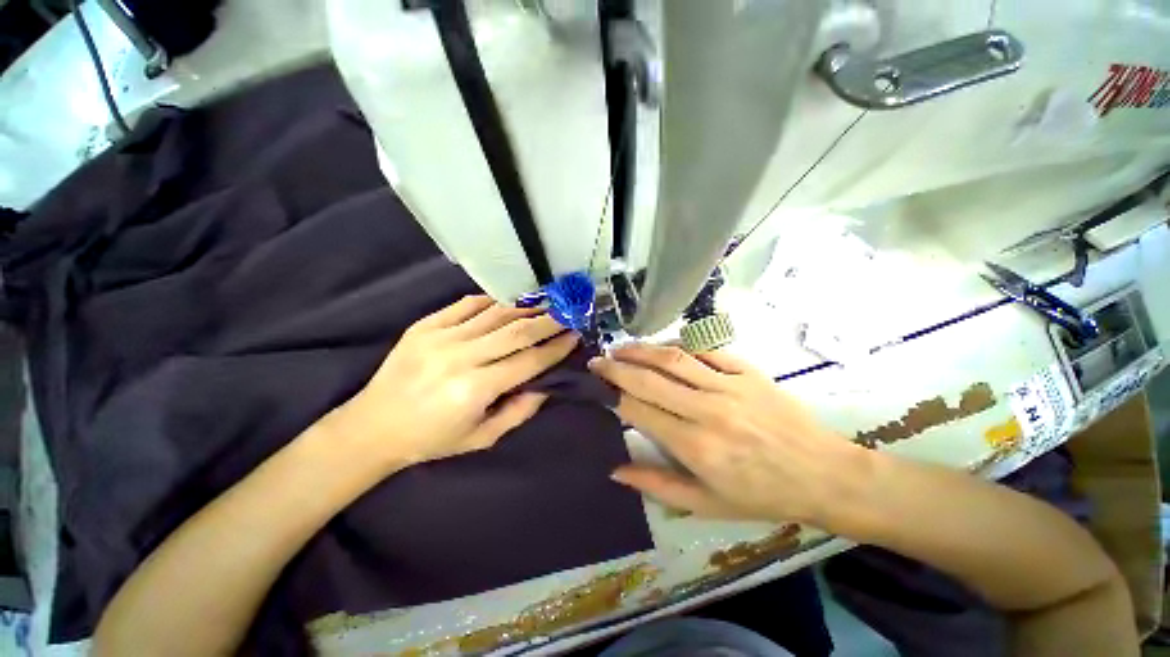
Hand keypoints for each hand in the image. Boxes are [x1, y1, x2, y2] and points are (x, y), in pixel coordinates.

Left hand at [334, 295, 577, 468]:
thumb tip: (546, 384)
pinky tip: (509, 301)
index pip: (529, 361)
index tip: (575, 335)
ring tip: (547, 302)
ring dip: (526, 307)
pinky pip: (466, 304)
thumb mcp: (482, 438)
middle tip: (569, 311)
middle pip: (516, 331)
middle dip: (549, 320)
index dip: (556, 347)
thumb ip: (520, 411)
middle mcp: (461, 357)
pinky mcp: (424, 325)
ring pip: (495, 313)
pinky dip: (492, 300)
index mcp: (475, 388)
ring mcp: (440, 336)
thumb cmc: (432, 438)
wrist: (372, 427)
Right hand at [588, 344, 868, 524]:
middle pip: (650, 378)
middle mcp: (707, 409)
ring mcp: (729, 385)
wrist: (822, 474)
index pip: (639, 410)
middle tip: (598, 360)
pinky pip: (706, 350)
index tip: (597, 386)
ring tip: (621, 348)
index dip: (613, 395)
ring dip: (642, 350)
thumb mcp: (706, 504)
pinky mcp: (748, 371)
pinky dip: (680, 345)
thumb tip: (615, 470)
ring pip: (674, 358)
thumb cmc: (762, 495)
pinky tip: (664, 347)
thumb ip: (656, 486)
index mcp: (695, 445)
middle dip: (617, 367)